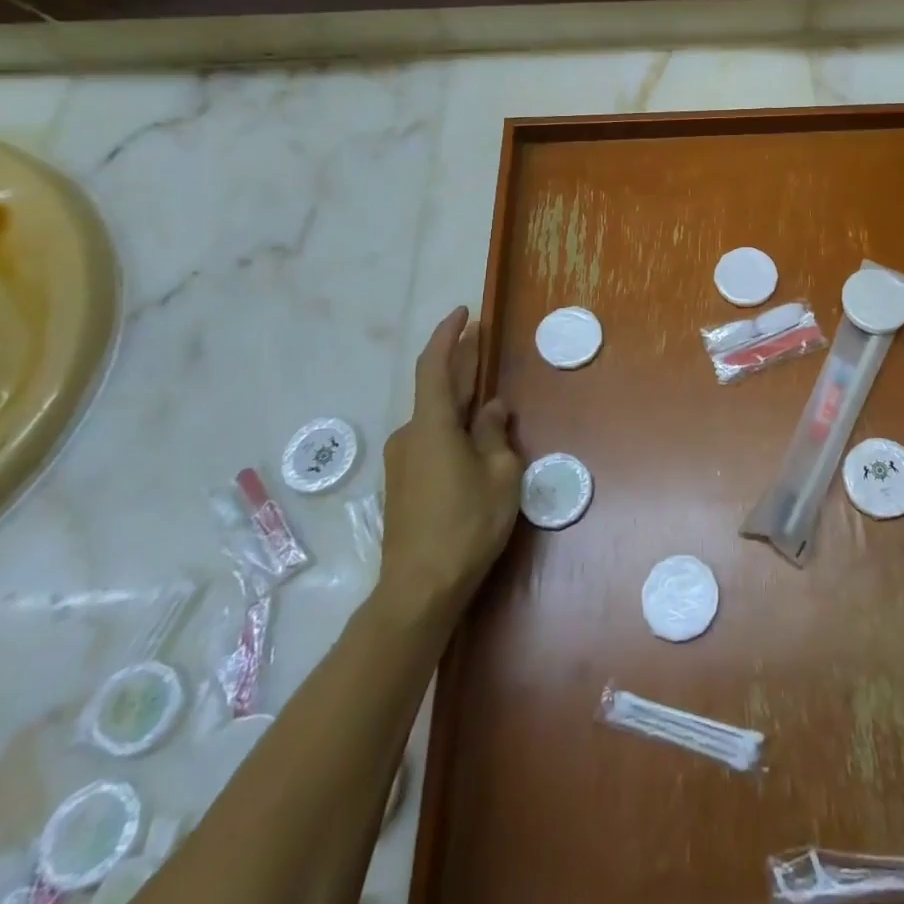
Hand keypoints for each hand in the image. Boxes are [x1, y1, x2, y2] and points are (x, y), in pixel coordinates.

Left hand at [375, 307, 519, 624]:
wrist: (418, 591)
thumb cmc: (466, 525)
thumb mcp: (500, 475)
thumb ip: (496, 434)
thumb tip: (492, 409)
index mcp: (432, 426)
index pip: (435, 365)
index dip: (448, 335)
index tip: (464, 312)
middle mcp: (410, 435)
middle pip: (437, 389)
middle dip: (459, 363)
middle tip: (483, 341)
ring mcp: (403, 461)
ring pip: (436, 418)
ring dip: (461, 400)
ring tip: (490, 397)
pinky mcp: (405, 484)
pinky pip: (432, 440)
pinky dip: (454, 427)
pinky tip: (477, 438)